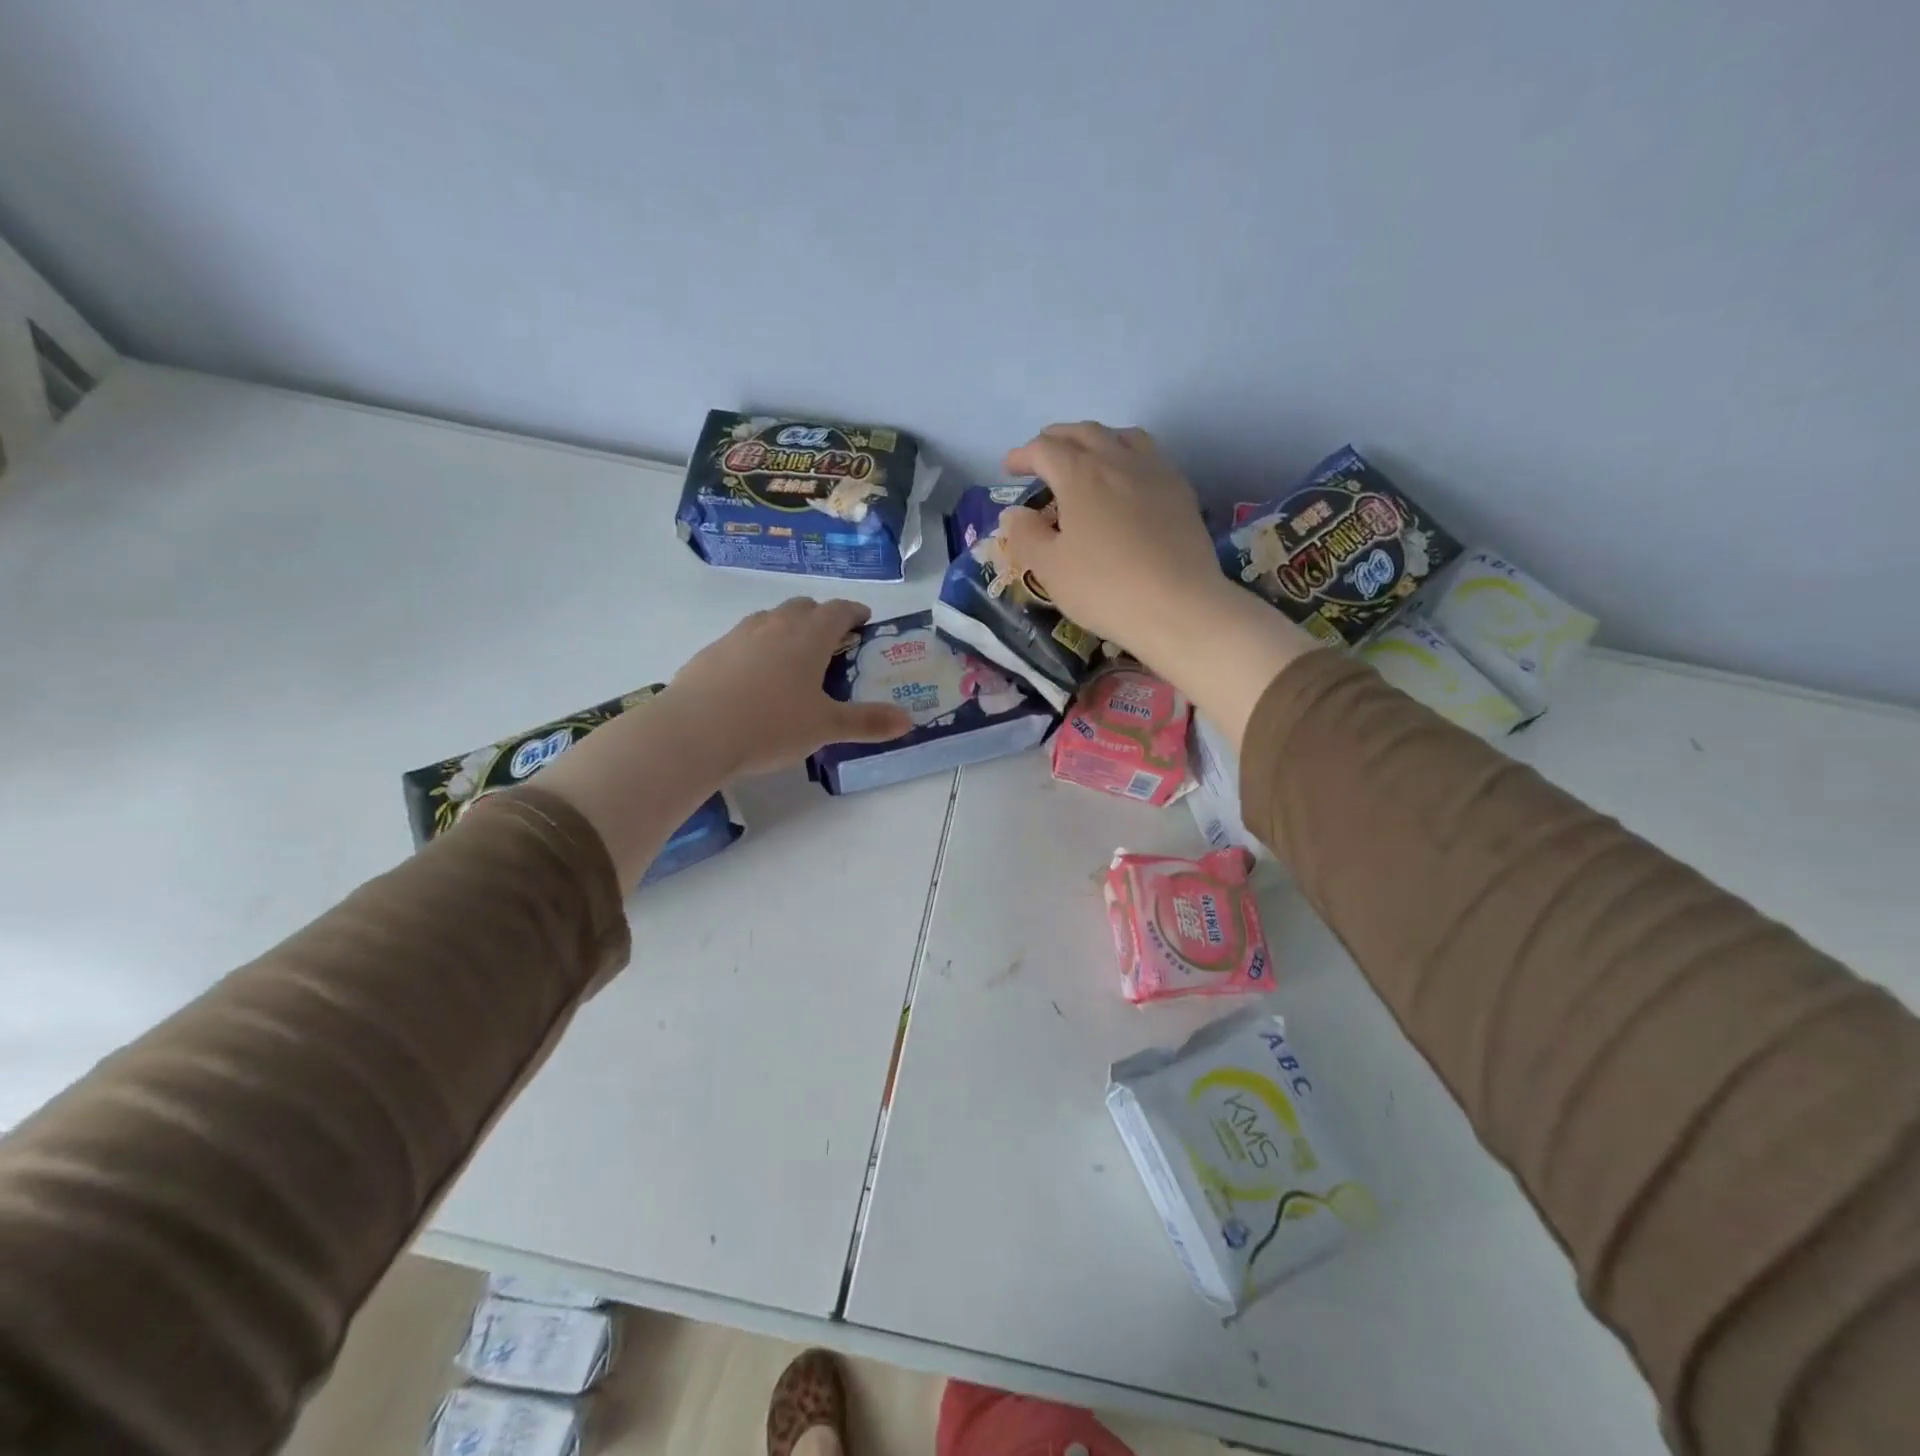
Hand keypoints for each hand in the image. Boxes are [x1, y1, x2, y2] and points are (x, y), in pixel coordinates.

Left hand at [661, 597, 912, 778]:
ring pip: (770, 619)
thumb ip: (867, 722)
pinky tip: (753, 680)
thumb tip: (908, 722)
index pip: (838, 610)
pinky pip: (742, 640)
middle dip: (821, 618)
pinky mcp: (710, 652)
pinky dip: (756, 649)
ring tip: (793, 659)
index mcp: (808, 636)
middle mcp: (774, 625)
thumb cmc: (770, 725)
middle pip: (803, 607)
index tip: (864, 621)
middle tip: (832, 642)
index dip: (854, 612)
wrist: (693, 732)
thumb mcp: (825, 727)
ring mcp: (737, 635)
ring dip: (787, 629)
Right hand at [997, 422, 1316, 748]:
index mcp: (1080, 474)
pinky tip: (1126, 481)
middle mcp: (1117, 460)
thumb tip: (1014, 513)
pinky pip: (1149, 456)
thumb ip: (1026, 535)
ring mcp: (1154, 471)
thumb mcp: (1050, 568)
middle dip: (1057, 439)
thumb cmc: (1104, 587)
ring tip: (1086, 457)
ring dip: (1095, 440)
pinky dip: (1127, 456)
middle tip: (1041, 456)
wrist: (1177, 606)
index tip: (1009, 468)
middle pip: (1083, 433)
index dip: (1023, 455)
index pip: (1045, 450)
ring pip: (1121, 437)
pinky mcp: (1180, 490)